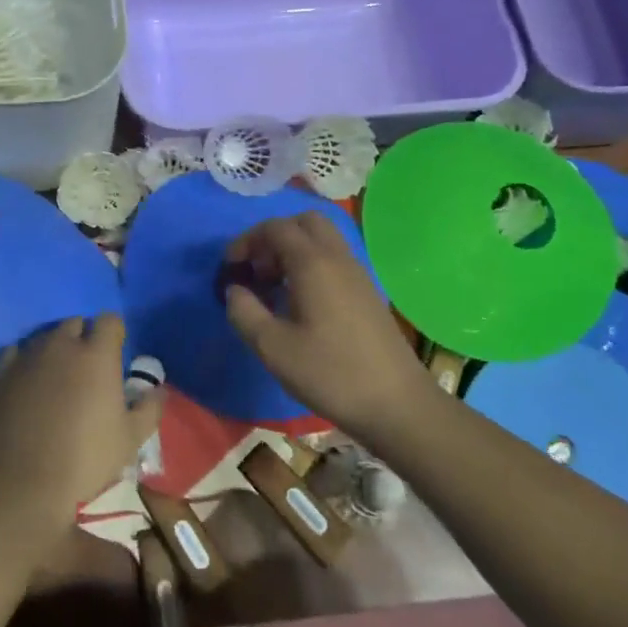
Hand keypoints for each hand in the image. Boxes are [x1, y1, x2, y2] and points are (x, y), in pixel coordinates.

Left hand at [0, 314, 163, 527]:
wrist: (27, 482)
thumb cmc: (87, 458)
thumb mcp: (131, 438)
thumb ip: (150, 407)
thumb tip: (159, 389)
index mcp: (97, 355)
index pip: (109, 321)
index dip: (114, 334)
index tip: (116, 354)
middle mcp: (62, 346)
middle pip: (75, 324)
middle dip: (84, 338)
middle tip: (87, 369)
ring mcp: (28, 357)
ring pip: (45, 337)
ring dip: (55, 349)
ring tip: (57, 377)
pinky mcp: (1, 373)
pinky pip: (14, 352)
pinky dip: (23, 360)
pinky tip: (27, 380)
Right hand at [223, 213, 430, 437]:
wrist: (396, 403)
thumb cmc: (330, 373)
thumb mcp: (273, 348)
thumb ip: (244, 312)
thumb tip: (234, 290)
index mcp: (313, 263)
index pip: (275, 228)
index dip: (246, 241)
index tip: (230, 268)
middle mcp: (337, 258)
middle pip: (304, 223)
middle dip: (274, 237)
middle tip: (257, 270)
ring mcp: (357, 274)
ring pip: (322, 240)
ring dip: (294, 251)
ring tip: (274, 288)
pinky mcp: (367, 292)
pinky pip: (334, 260)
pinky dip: (311, 266)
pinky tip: (301, 304)